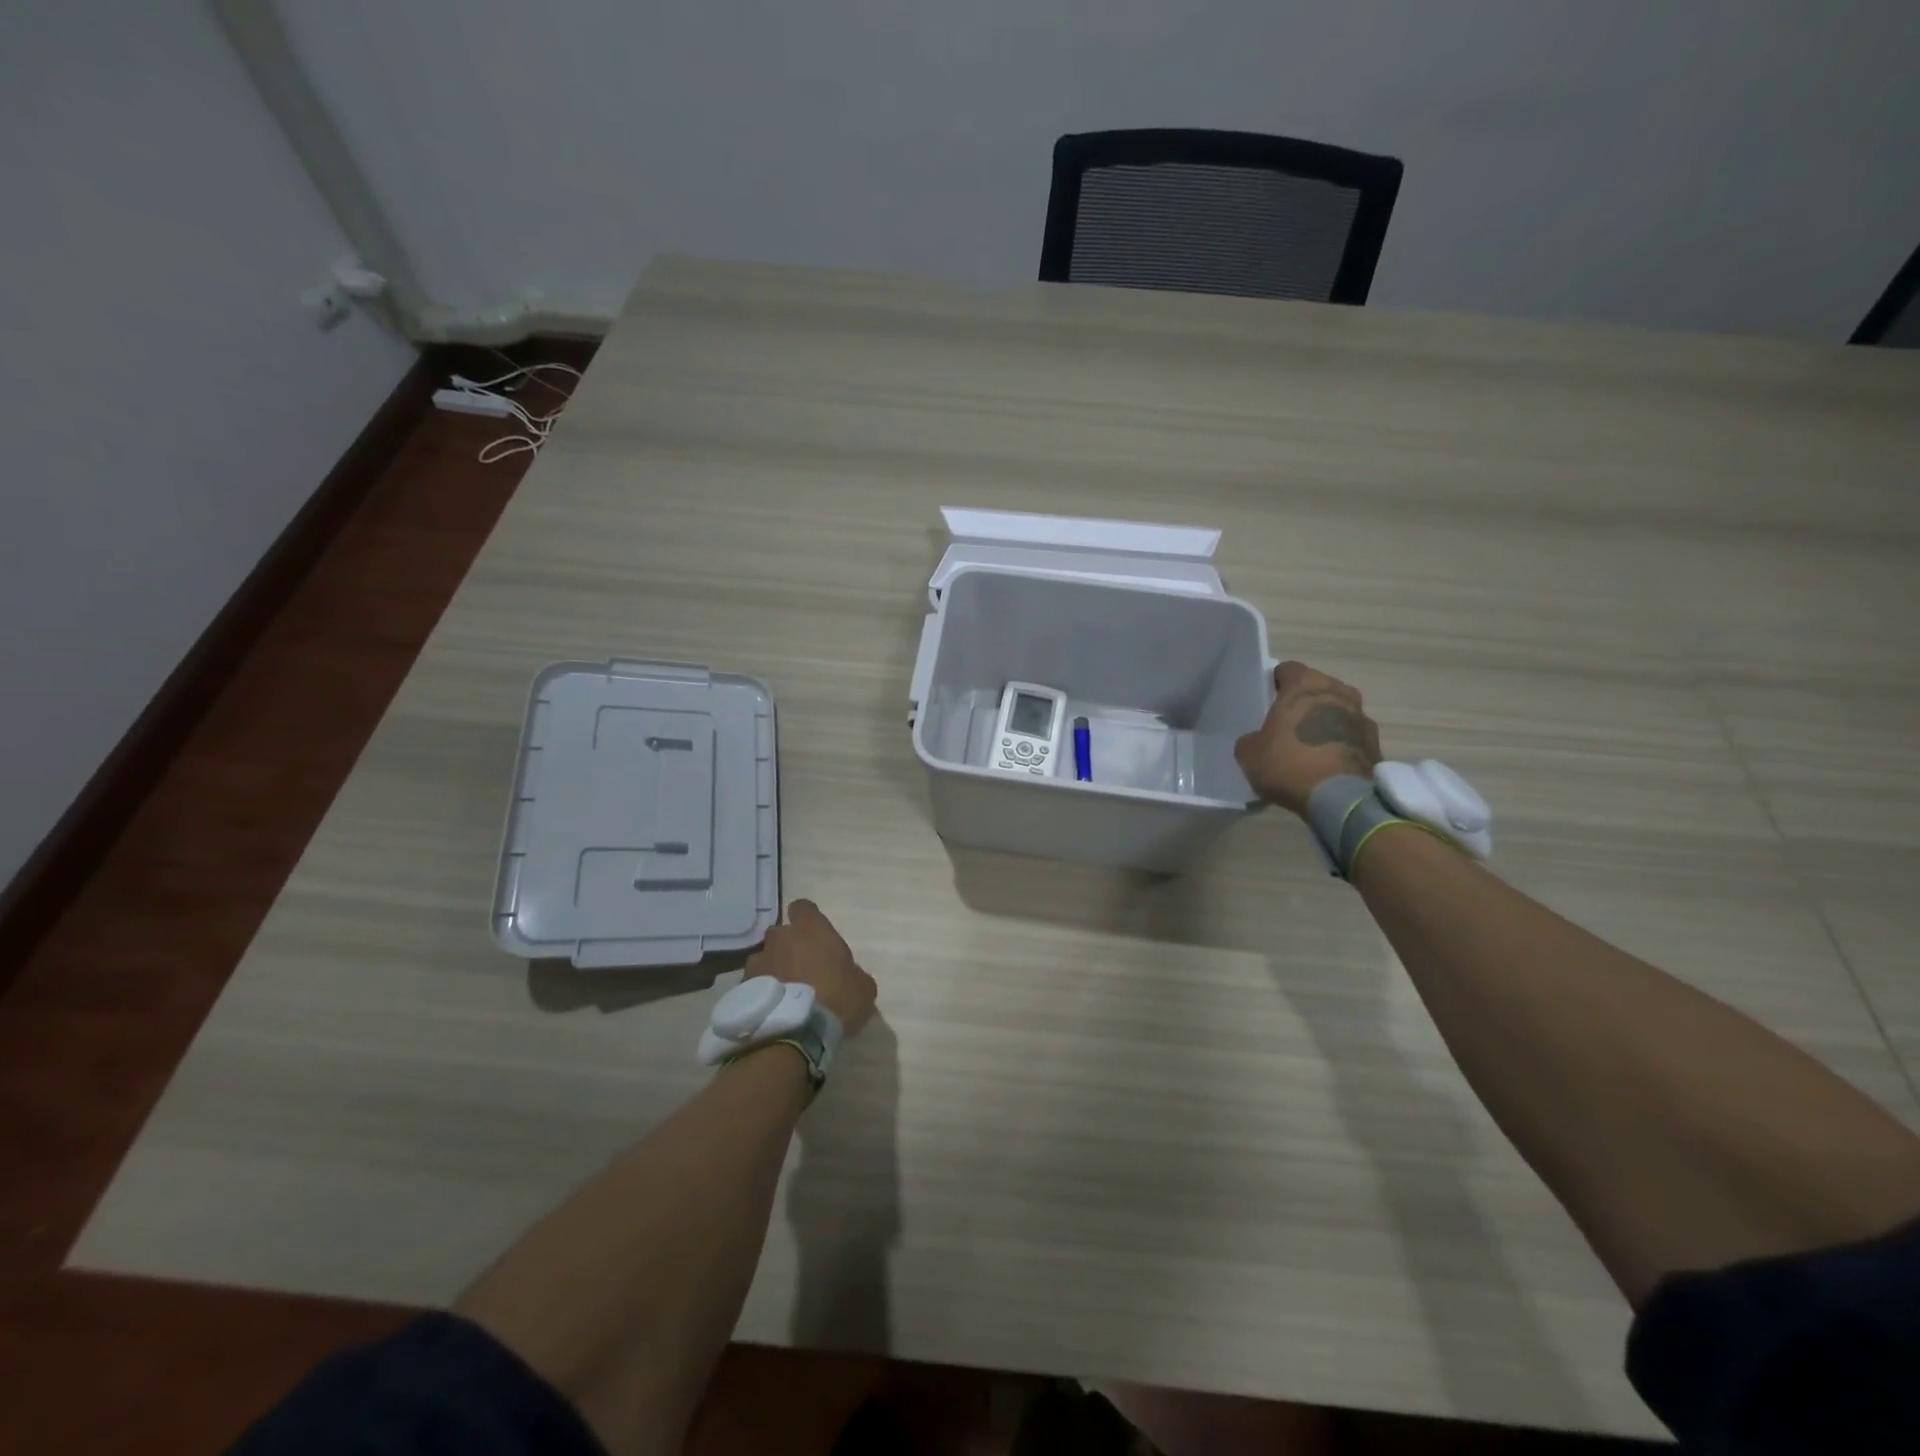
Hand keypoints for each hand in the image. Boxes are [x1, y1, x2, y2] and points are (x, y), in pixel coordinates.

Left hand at [745, 900, 875, 1036]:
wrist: (798, 1032)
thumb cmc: (837, 999)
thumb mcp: (863, 987)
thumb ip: (853, 972)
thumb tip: (848, 975)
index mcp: (812, 929)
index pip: (803, 907)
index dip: (807, 918)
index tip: (813, 934)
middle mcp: (781, 938)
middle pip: (781, 933)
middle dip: (787, 946)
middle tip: (800, 967)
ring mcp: (759, 961)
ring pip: (764, 958)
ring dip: (772, 968)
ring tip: (782, 992)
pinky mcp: (743, 986)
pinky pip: (753, 982)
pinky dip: (760, 991)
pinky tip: (770, 1009)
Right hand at [1234, 662, 1381, 817]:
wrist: (1339, 798)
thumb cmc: (1288, 763)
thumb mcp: (1249, 753)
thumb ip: (1251, 738)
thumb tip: (1257, 741)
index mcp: (1305, 685)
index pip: (1288, 669)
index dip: (1276, 683)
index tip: (1268, 700)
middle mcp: (1337, 691)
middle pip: (1317, 687)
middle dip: (1304, 701)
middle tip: (1287, 723)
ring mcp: (1362, 715)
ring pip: (1338, 710)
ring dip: (1326, 720)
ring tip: (1310, 744)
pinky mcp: (1376, 741)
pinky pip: (1352, 734)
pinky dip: (1341, 742)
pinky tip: (1327, 762)